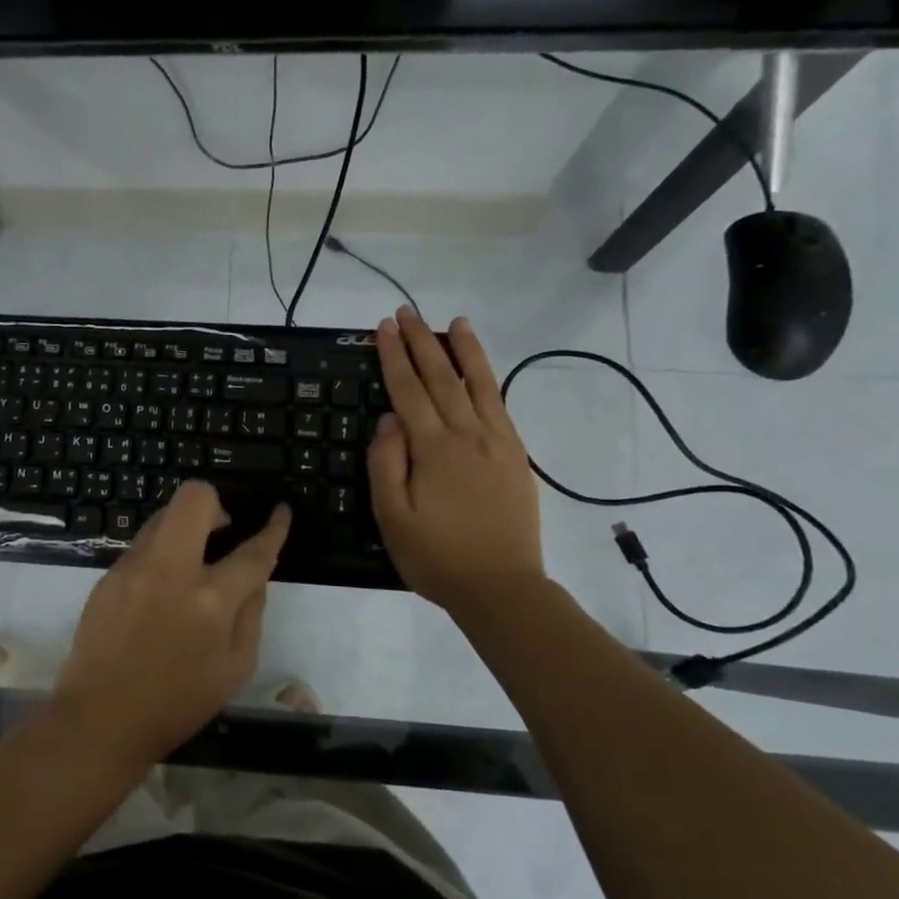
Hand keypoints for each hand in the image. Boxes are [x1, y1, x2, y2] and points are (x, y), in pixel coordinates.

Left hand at [51, 481, 290, 762]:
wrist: (101, 718)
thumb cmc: (177, 703)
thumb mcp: (235, 669)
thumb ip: (251, 614)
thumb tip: (254, 577)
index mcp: (210, 601)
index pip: (252, 551)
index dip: (273, 528)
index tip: (280, 512)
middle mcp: (170, 571)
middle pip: (194, 499)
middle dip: (216, 504)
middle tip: (222, 531)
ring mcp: (133, 568)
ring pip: (163, 516)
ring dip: (185, 528)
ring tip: (191, 561)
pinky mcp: (108, 575)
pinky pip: (142, 545)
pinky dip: (160, 554)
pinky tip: (160, 589)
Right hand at [368, 307, 545, 612]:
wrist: (501, 586)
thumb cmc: (436, 556)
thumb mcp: (392, 516)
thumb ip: (387, 463)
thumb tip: (388, 419)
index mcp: (433, 448)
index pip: (407, 390)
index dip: (393, 356)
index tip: (383, 327)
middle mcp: (467, 435)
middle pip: (441, 378)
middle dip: (421, 342)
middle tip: (406, 312)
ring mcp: (497, 443)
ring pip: (478, 384)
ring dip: (464, 350)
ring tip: (455, 322)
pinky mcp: (515, 456)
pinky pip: (500, 406)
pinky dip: (489, 380)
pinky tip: (481, 370)